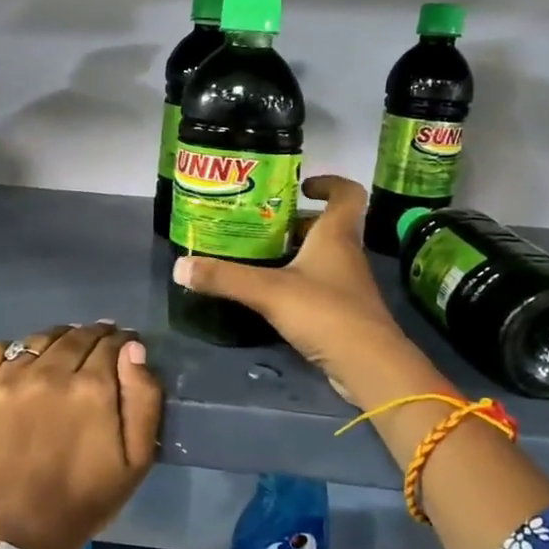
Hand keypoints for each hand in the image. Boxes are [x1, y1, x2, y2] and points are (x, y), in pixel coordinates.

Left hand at [0, 323, 161, 548]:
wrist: (22, 533)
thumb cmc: (87, 498)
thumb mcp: (138, 459)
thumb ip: (144, 398)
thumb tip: (133, 349)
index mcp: (92, 388)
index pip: (111, 343)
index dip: (121, 343)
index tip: (123, 350)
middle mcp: (49, 373)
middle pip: (76, 335)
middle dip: (93, 338)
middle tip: (96, 352)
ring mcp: (8, 380)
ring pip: (40, 339)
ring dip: (57, 342)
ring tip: (61, 358)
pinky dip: (12, 351)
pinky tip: (21, 368)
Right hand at [172, 175, 422, 402]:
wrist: (368, 365)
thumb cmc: (325, 313)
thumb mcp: (268, 291)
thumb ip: (225, 278)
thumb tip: (180, 266)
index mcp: (336, 236)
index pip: (346, 194)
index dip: (329, 183)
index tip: (301, 185)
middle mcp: (345, 254)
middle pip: (327, 226)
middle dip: (296, 222)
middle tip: (260, 224)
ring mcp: (347, 285)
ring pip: (321, 257)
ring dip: (294, 253)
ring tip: (257, 256)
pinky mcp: (343, 313)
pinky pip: (318, 286)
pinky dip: (297, 283)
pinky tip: (271, 294)